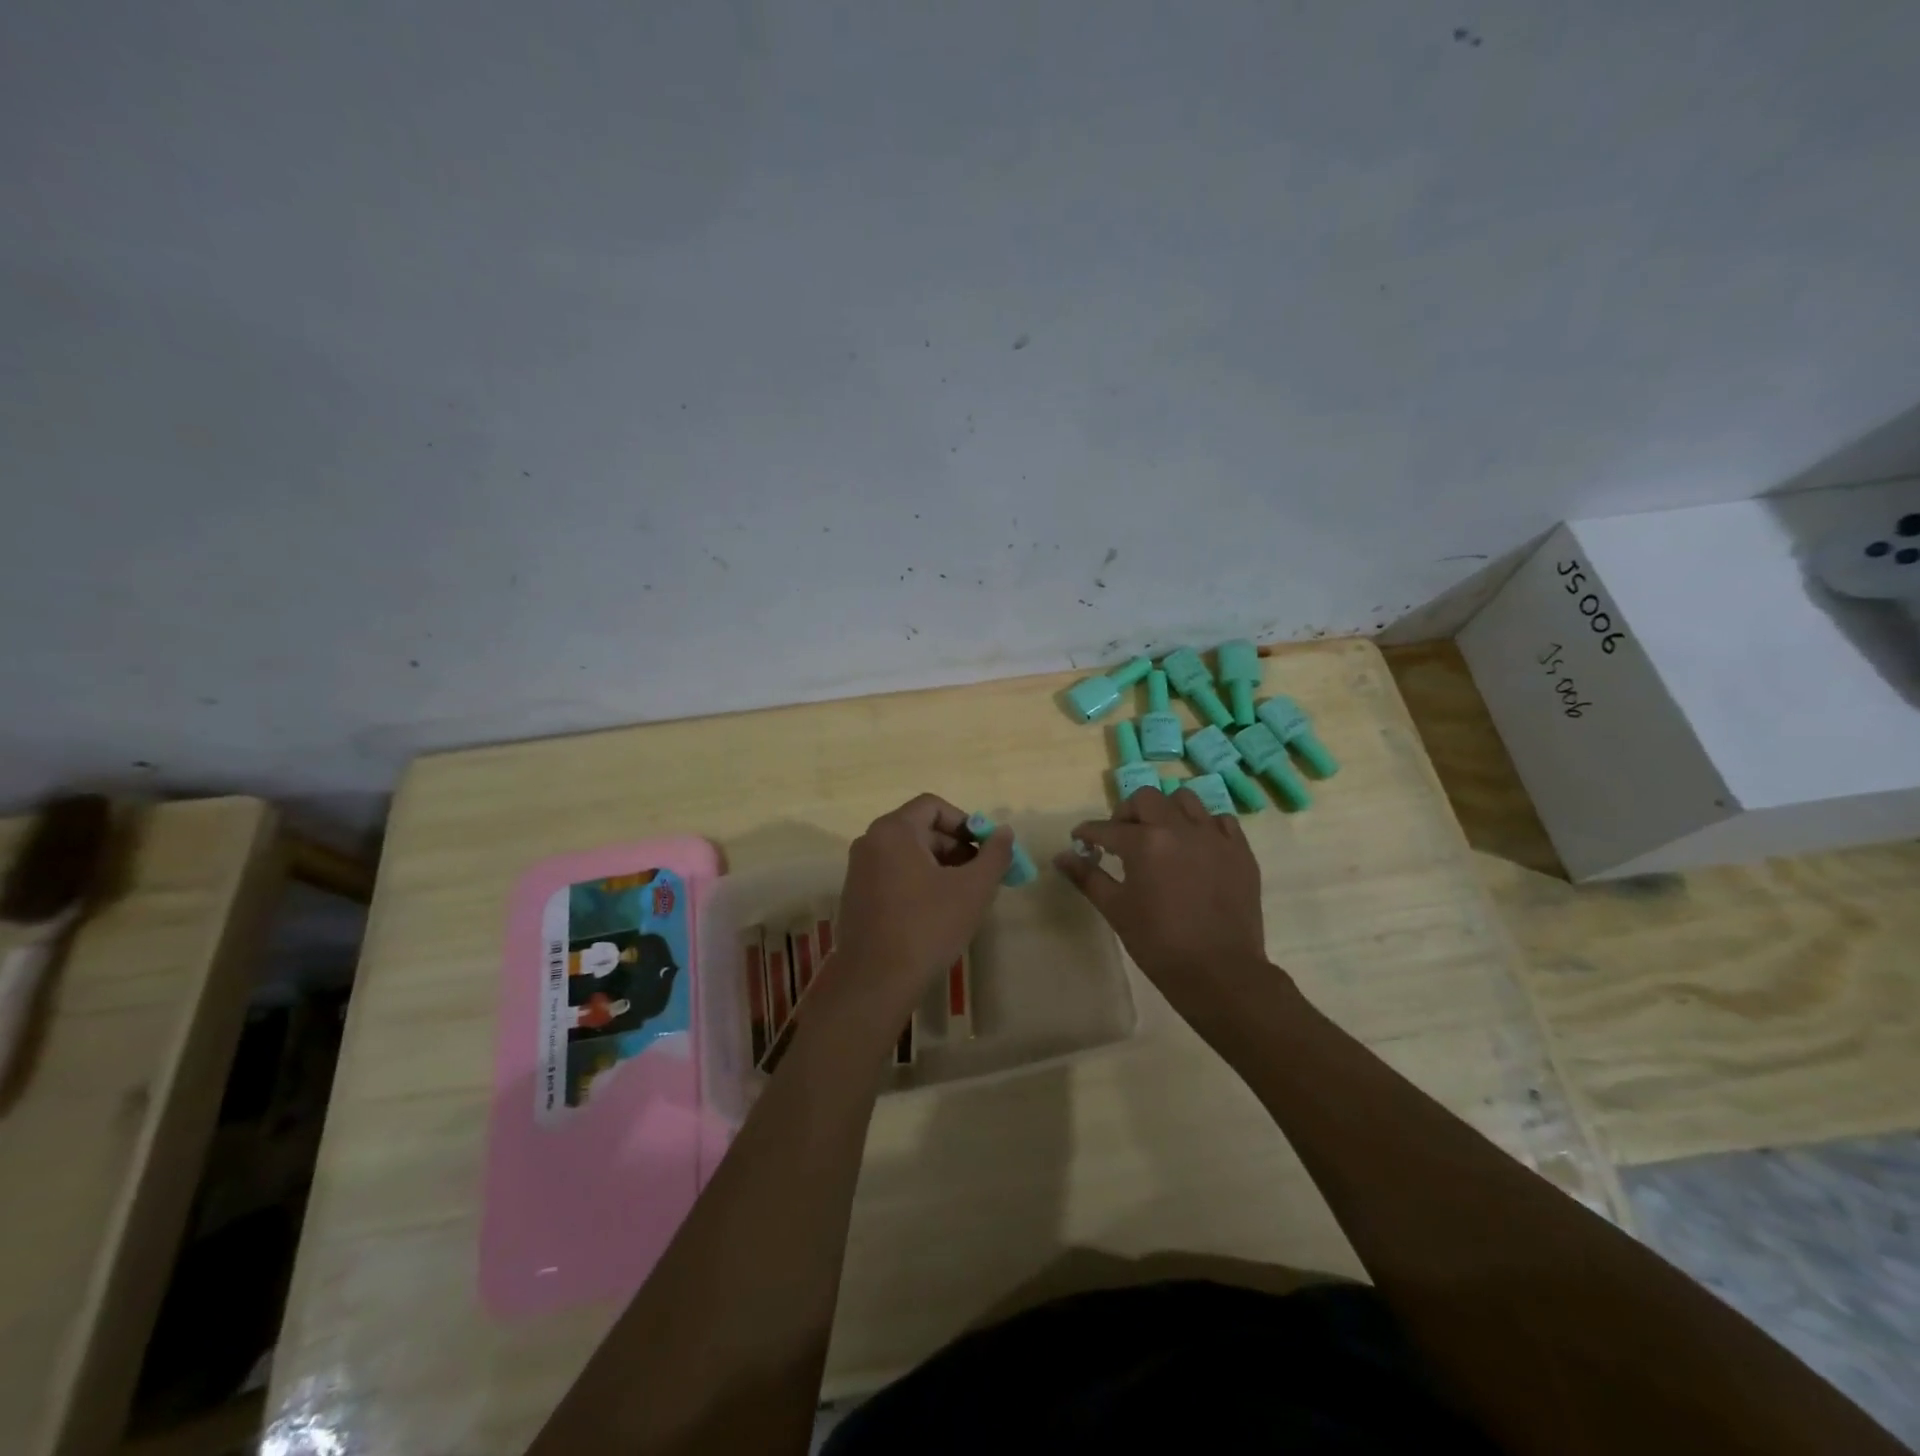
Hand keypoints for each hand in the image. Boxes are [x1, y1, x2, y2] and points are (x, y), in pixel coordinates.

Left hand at [818, 793, 1012, 1031]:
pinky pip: (893, 873)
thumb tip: (1005, 831)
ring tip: (963, 896)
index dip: (965, 822)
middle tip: (980, 876)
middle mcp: (870, 842)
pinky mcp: (856, 895)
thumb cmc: (927, 927)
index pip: (933, 806)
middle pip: (920, 829)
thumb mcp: (972, 889)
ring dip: (940, 866)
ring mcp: (859, 869)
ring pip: (908, 854)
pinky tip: (936, 912)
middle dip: (955, 847)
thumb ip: (994, 855)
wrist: (876, 980)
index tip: (984, 849)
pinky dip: (918, 882)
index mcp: (894, 831)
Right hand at [1053, 787, 1278, 1020]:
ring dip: (1166, 811)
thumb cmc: (1158, 943)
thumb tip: (1061, 856)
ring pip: (1185, 800)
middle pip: (1146, 798)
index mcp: (1144, 843)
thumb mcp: (1116, 909)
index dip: (1088, 833)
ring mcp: (1214, 837)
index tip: (1081, 840)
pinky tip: (1195, 847)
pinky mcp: (1240, 851)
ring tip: (1161, 835)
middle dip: (1127, 813)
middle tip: (1121, 837)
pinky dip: (1203, 826)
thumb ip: (1087, 877)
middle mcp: (1179, 829)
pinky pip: (1220, 821)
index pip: (1106, 828)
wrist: (1219, 973)